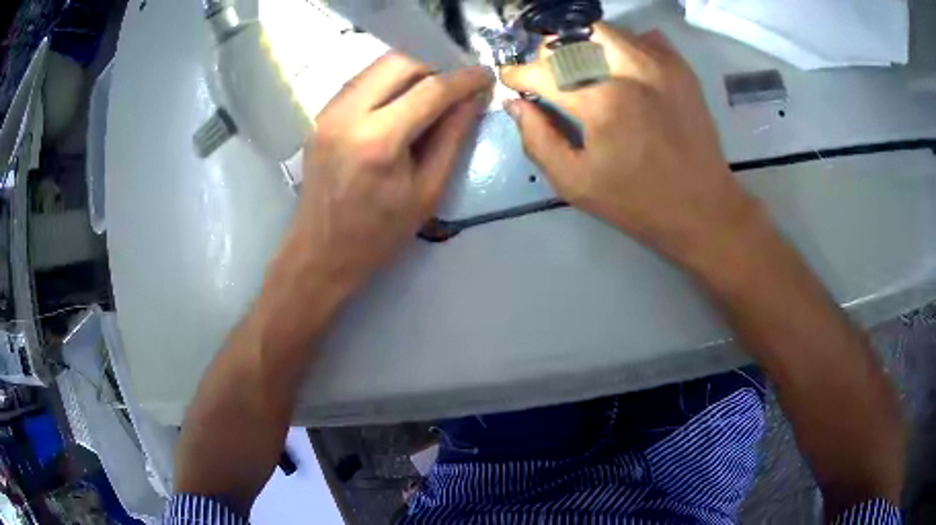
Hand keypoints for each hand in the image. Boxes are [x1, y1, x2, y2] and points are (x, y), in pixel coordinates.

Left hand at [286, 53, 493, 291]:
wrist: (321, 251)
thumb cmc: (379, 234)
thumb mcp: (428, 191)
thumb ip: (453, 137)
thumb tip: (474, 99)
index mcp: (379, 142)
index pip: (430, 90)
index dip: (464, 79)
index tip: (485, 75)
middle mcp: (348, 115)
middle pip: (399, 62)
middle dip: (433, 71)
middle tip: (449, 94)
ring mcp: (328, 113)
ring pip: (377, 66)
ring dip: (408, 74)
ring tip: (424, 101)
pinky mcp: (319, 116)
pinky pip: (360, 82)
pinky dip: (385, 84)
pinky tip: (395, 108)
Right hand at [501, 24, 759, 266]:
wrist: (703, 209)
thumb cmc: (638, 203)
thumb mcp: (575, 183)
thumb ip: (538, 139)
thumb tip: (516, 104)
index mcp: (603, 102)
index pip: (544, 70)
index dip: (519, 74)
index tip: (513, 81)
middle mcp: (630, 70)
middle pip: (572, 37)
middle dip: (551, 54)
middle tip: (550, 77)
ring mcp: (660, 64)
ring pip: (605, 32)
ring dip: (583, 46)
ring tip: (583, 72)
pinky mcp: (681, 68)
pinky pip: (643, 37)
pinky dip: (624, 46)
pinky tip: (623, 70)